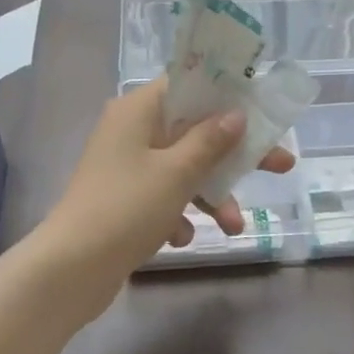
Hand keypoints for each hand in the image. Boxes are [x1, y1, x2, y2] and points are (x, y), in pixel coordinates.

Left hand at [40, 75, 293, 288]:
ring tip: (234, 227)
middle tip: (281, 165)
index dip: (226, 96)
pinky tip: (179, 238)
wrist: (72, 268)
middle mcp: (130, 132)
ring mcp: (126, 168)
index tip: (259, 111)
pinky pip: (164, 197)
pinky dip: (178, 215)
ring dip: (211, 196)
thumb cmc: (127, 207)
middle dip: (233, 156)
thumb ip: (210, 141)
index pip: (187, 86)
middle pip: (193, 132)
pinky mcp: (125, 200)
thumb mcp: (177, 172)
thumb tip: (235, 115)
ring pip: (182, 170)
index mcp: (137, 110)